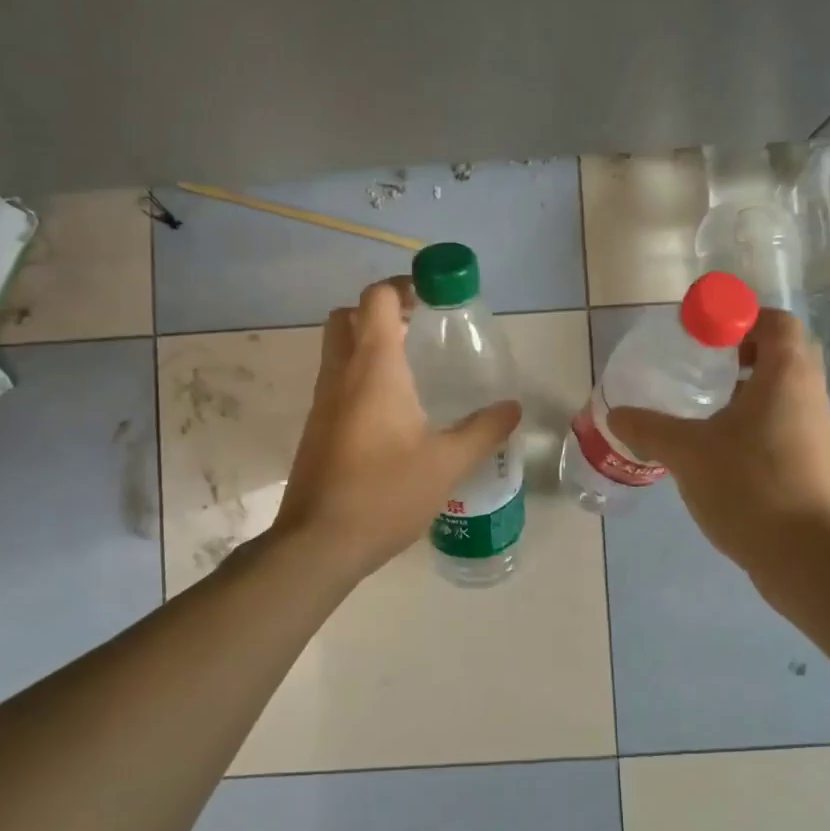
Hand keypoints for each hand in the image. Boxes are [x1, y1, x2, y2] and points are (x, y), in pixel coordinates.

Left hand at [272, 278, 520, 583]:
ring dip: (369, 342)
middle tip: (419, 328)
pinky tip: (394, 411)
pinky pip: (337, 381)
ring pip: (338, 349)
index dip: (403, 286)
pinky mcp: (317, 427)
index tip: (434, 297)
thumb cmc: (385, 493)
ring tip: (413, 367)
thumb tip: (512, 407)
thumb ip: (484, 430)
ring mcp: (323, 401)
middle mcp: (341, 374)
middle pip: (348, 316)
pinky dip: (360, 375)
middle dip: (381, 311)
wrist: (318, 543)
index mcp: (374, 368)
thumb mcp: (447, 463)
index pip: (377, 299)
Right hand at [609, 309, 829, 577]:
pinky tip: (721, 442)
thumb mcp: (687, 452)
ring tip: (707, 402)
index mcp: (786, 374)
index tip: (704, 334)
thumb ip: (649, 428)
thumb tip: (615, 415)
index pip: (775, 321)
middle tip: (704, 362)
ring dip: (750, 384)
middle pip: (783, 350)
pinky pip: (785, 417)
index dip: (740, 318)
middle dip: (744, 349)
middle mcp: (808, 393)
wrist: (803, 555)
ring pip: (785, 387)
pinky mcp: (812, 458)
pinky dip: (757, 415)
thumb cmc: (748, 485)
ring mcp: (815, 428)